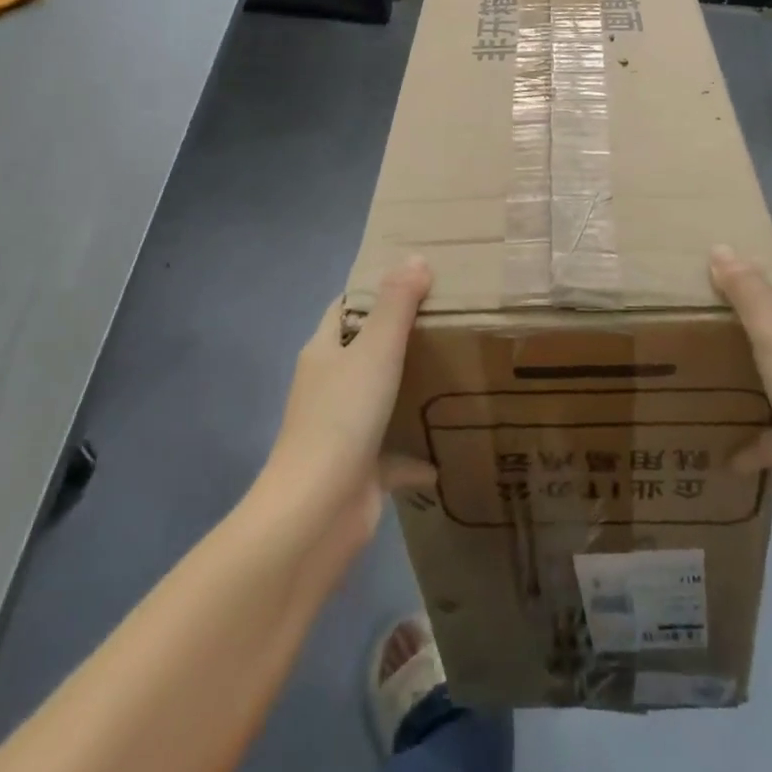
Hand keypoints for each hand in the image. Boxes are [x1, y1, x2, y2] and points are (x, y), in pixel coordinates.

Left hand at [259, 258, 437, 566]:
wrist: (317, 513)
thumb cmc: (343, 417)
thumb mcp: (376, 349)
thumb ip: (397, 303)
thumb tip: (415, 258)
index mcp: (324, 352)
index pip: (346, 309)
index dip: (375, 291)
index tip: (417, 280)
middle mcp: (328, 387)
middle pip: (364, 352)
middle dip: (400, 338)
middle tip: (449, 323)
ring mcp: (341, 431)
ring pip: (379, 401)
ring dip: (409, 392)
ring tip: (455, 374)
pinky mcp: (359, 471)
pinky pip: (393, 456)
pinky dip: (416, 454)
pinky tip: (448, 450)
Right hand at [710, 246, 771, 552]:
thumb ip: (748, 292)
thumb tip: (721, 246)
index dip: (757, 251)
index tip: (711, 244)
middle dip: (735, 308)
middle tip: (685, 296)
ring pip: (770, 370)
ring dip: (736, 368)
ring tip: (687, 354)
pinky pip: (769, 428)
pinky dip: (745, 435)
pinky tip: (713, 442)